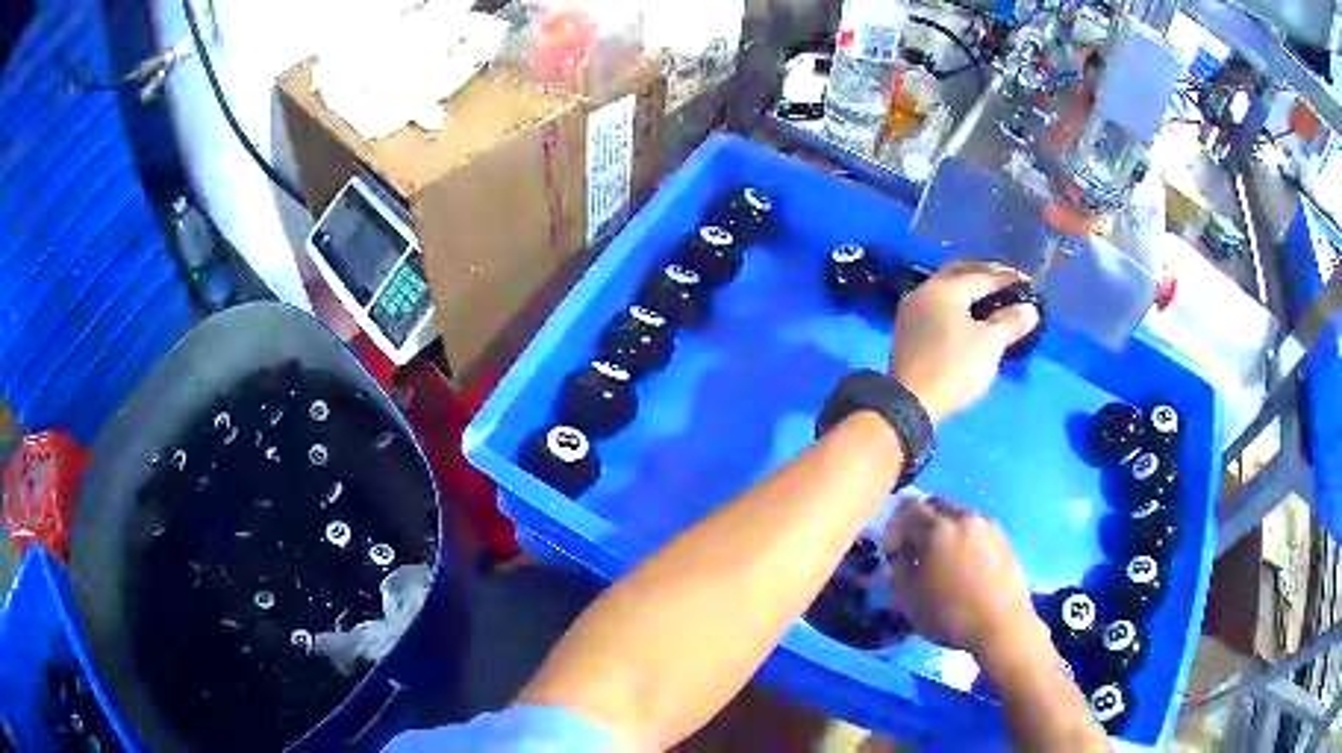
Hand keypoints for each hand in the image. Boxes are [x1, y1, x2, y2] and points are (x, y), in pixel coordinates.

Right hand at [884, 496, 1042, 657]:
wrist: (1001, 626)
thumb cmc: (950, 615)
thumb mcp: (908, 599)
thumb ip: (897, 568)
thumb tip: (900, 553)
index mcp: (937, 529)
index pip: (907, 507)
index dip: (895, 528)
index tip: (894, 553)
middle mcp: (963, 517)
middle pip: (935, 506)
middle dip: (921, 525)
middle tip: (918, 555)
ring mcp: (987, 525)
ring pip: (957, 518)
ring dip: (945, 534)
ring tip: (945, 564)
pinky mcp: (1004, 538)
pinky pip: (976, 530)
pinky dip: (966, 542)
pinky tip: (967, 569)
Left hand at [891, 262, 1040, 423]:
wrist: (910, 403)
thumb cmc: (954, 368)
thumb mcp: (989, 344)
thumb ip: (1010, 321)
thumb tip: (1029, 308)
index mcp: (945, 288)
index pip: (982, 275)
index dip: (1008, 278)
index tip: (1029, 282)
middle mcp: (924, 291)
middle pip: (960, 273)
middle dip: (985, 274)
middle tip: (1008, 281)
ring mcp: (912, 310)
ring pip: (947, 289)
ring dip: (970, 289)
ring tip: (992, 298)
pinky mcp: (907, 330)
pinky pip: (938, 306)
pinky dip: (958, 305)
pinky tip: (971, 315)